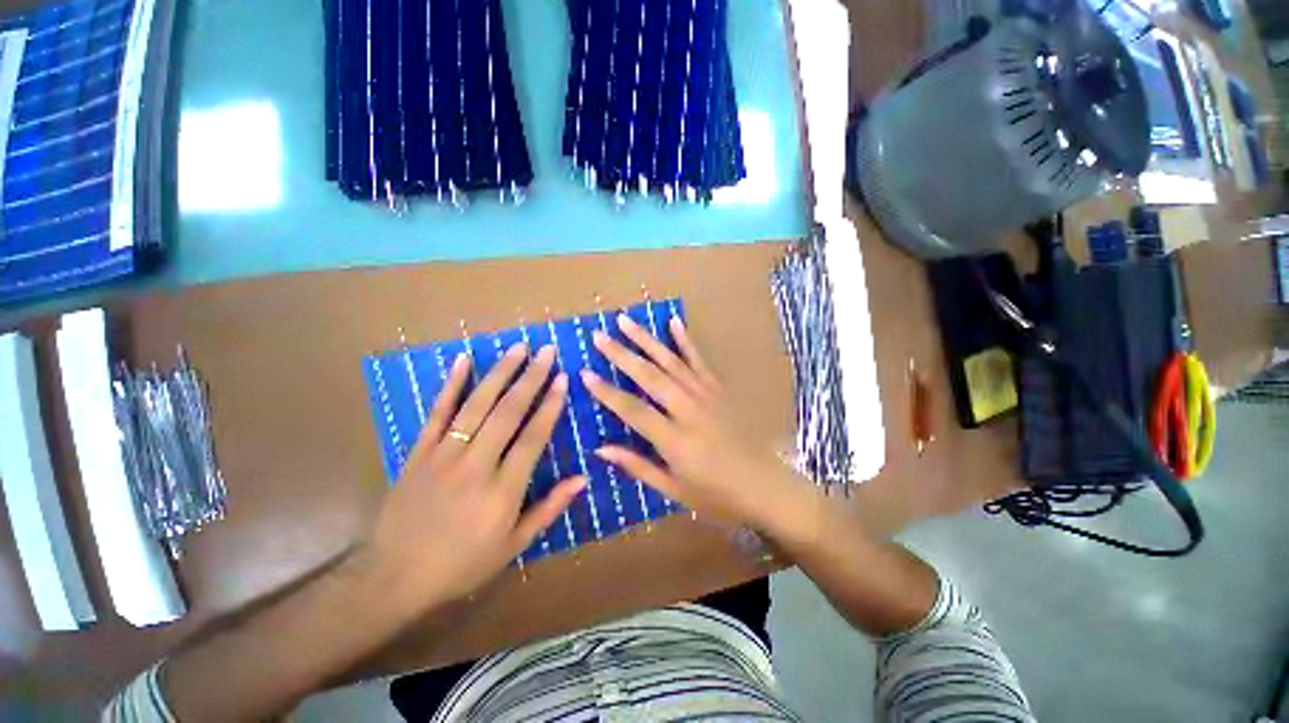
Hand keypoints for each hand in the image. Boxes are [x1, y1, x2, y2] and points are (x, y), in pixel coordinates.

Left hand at [360, 344, 585, 607]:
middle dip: (531, 378)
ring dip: (500, 374)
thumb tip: (582, 479)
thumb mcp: (513, 545)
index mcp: (503, 490)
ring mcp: (443, 455)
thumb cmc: (462, 563)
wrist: (394, 576)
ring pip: (476, 406)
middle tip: (546, 352)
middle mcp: (475, 465)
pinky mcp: (419, 452)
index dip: (550, 406)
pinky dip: (451, 385)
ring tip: (518, 348)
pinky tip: (463, 360)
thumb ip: (549, 509)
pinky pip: (437, 413)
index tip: (562, 379)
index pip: (533, 438)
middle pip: (508, 413)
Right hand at [584, 315, 815, 538]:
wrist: (765, 486)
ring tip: (626, 321)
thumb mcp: (674, 489)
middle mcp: (689, 410)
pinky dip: (685, 341)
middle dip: (622, 354)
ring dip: (647, 340)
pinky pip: (699, 361)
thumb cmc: (716, 495)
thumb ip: (637, 466)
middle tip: (599, 335)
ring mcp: (706, 395)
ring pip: (671, 362)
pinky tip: (674, 322)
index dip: (607, 392)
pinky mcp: (719, 389)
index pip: (633, 410)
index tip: (585, 373)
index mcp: (675, 440)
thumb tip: (600, 449)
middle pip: (650, 376)